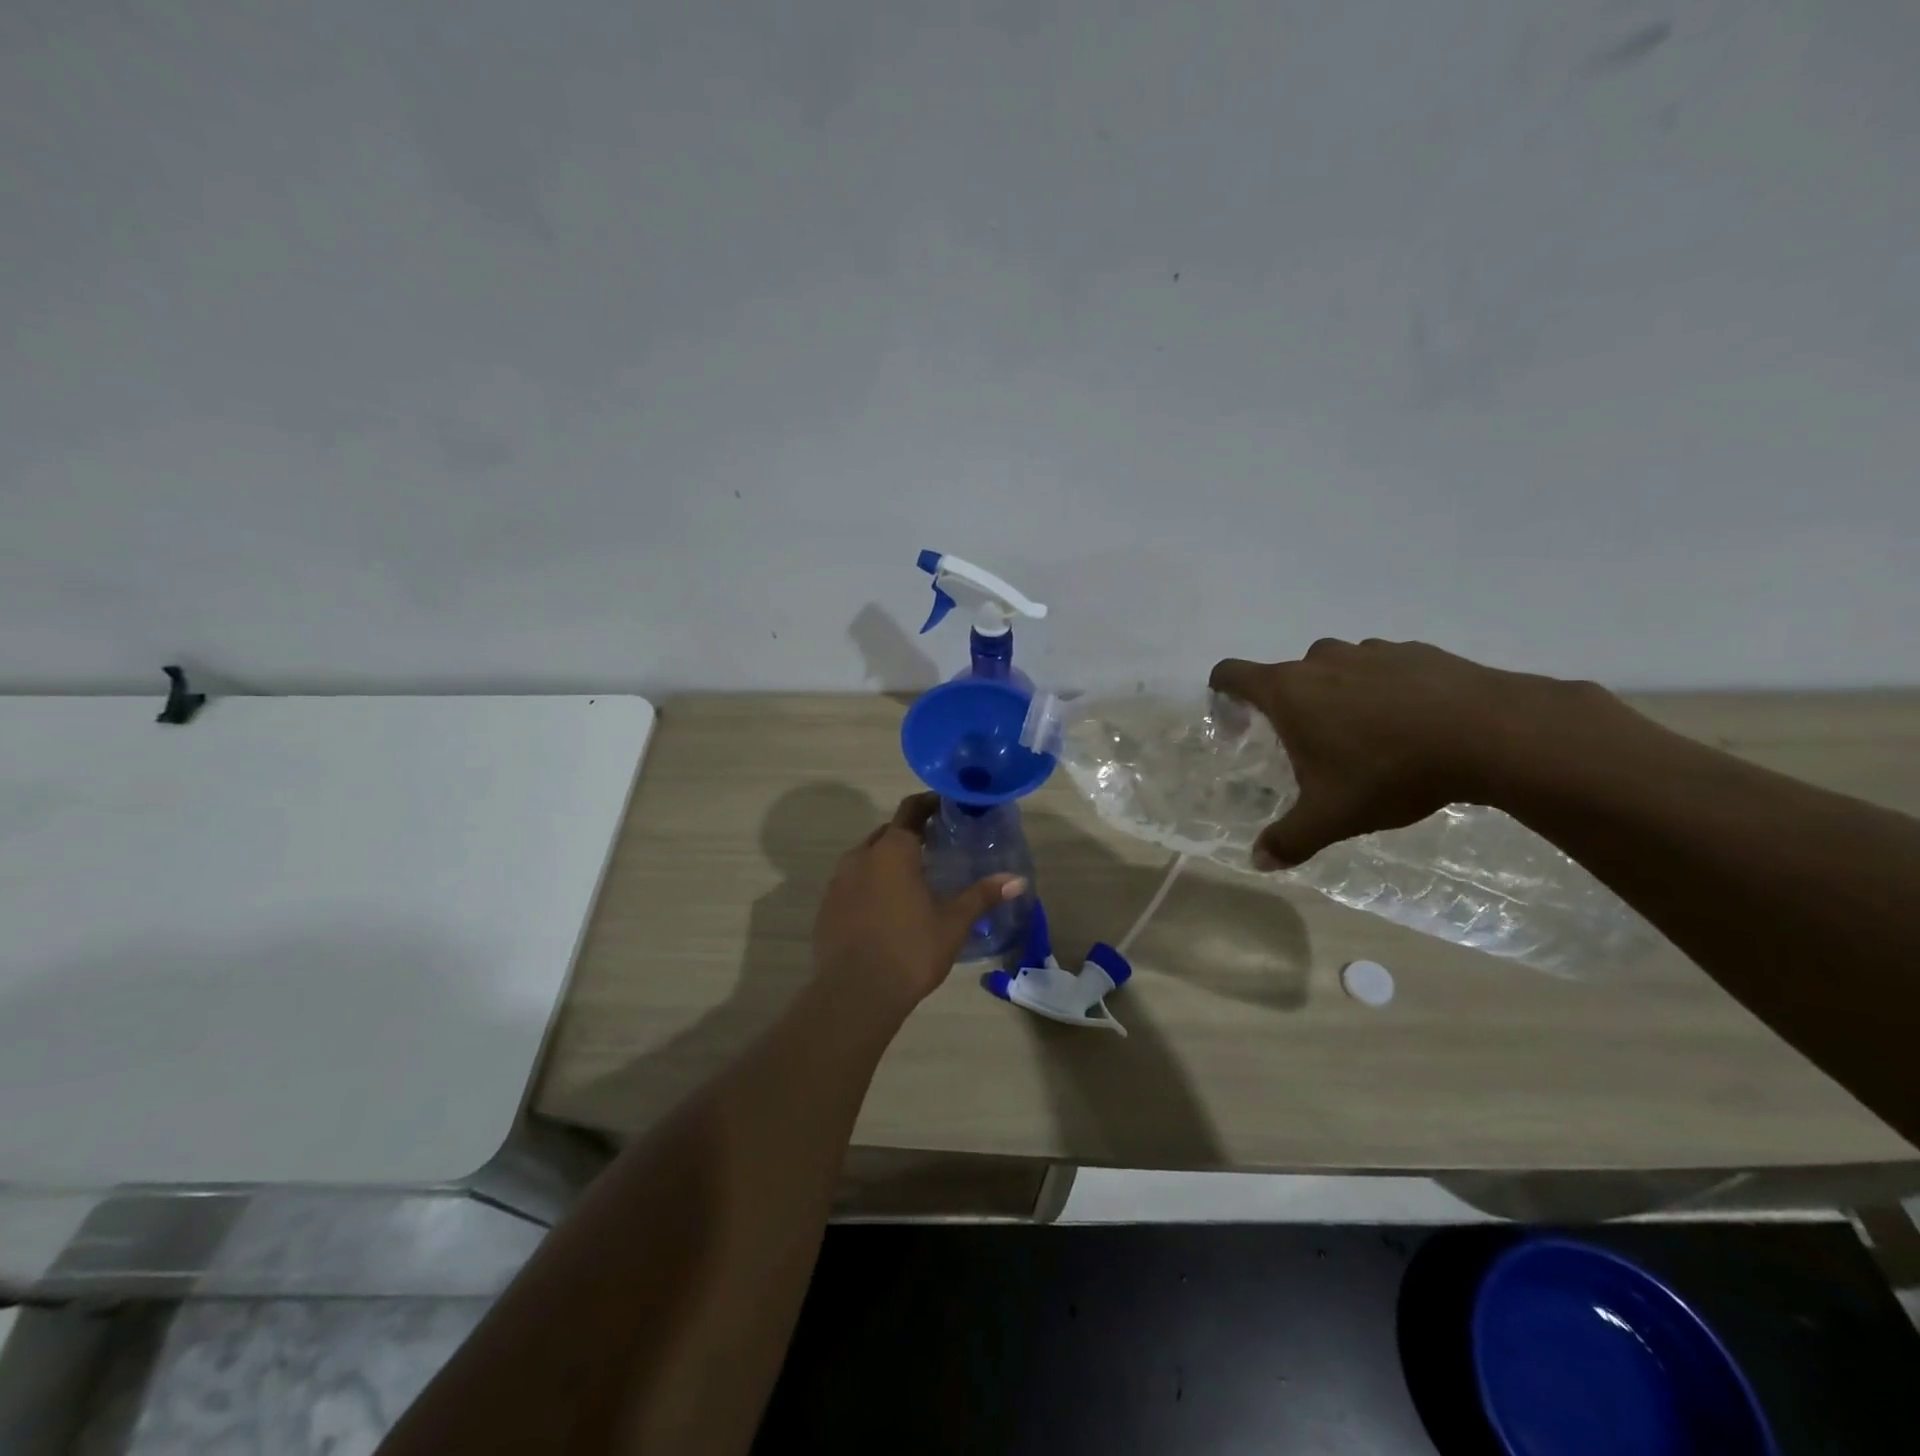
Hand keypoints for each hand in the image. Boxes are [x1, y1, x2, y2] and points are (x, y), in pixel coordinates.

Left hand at [813, 793, 1025, 1009]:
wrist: (855, 994)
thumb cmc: (910, 950)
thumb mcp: (953, 923)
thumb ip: (982, 896)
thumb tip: (1017, 880)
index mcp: (893, 850)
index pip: (911, 810)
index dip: (929, 803)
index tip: (947, 807)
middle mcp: (861, 856)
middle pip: (887, 833)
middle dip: (909, 834)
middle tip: (935, 846)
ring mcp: (838, 882)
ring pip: (866, 858)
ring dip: (887, 860)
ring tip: (912, 878)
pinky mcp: (826, 907)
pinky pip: (851, 883)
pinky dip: (869, 885)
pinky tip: (885, 908)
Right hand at [1210, 639, 1609, 869]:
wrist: (1489, 733)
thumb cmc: (1389, 771)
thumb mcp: (1332, 817)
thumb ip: (1289, 839)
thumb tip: (1258, 861)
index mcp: (1289, 691)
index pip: (1231, 673)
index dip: (1222, 691)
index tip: (1232, 715)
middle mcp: (1322, 661)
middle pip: (1287, 675)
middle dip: (1292, 706)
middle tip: (1311, 746)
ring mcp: (1371, 650)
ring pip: (1337, 669)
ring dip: (1339, 695)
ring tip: (1367, 736)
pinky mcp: (1417, 651)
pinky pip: (1383, 667)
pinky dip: (1384, 689)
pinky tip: (1412, 724)